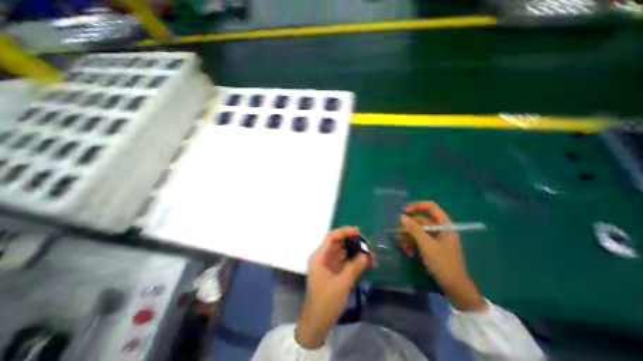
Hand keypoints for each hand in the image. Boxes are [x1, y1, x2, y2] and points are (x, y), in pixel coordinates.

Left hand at [294, 227, 375, 347]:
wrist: (317, 323)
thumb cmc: (326, 301)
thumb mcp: (342, 283)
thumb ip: (355, 266)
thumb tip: (367, 255)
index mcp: (320, 256)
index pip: (332, 237)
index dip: (345, 231)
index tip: (359, 232)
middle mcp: (323, 257)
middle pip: (339, 243)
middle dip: (353, 242)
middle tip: (368, 246)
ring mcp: (328, 264)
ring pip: (343, 252)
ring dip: (356, 252)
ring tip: (370, 255)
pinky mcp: (333, 271)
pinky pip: (344, 261)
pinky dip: (354, 260)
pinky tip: (365, 263)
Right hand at [400, 201, 484, 310]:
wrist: (455, 289)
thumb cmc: (443, 264)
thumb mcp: (427, 245)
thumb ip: (414, 229)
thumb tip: (401, 217)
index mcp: (445, 225)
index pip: (430, 207)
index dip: (416, 206)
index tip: (404, 212)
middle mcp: (440, 229)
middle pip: (421, 220)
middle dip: (409, 226)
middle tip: (397, 231)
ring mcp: (436, 238)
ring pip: (418, 231)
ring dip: (408, 237)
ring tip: (401, 245)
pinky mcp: (432, 246)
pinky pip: (419, 239)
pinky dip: (412, 244)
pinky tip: (407, 252)